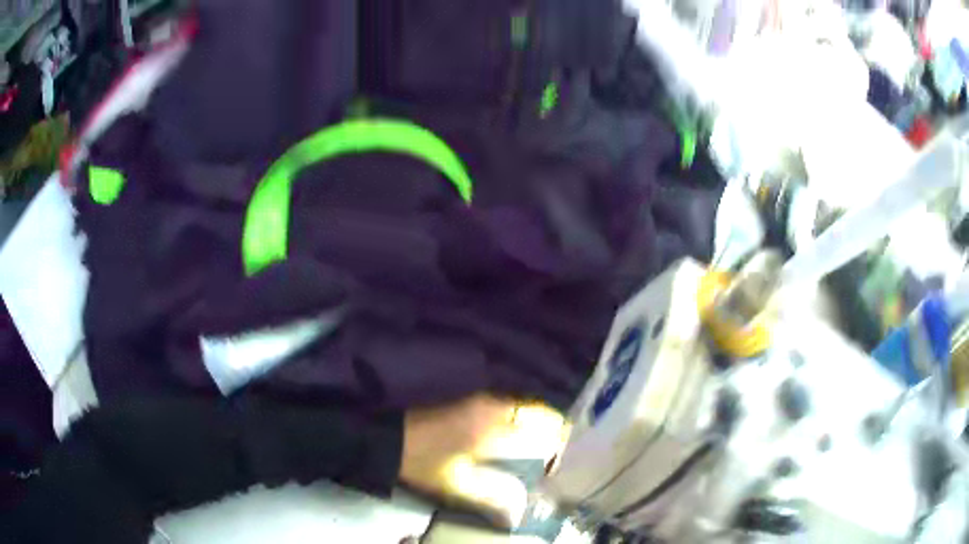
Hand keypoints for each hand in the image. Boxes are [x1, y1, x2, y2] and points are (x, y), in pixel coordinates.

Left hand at [399, 394, 565, 527]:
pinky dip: (517, 422)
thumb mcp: (456, 485)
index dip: (558, 438)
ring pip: (520, 408)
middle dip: (550, 430)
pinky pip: (505, 408)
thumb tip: (517, 515)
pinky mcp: (468, 403)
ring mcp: (478, 401)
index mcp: (492, 424)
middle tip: (553, 454)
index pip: (542, 422)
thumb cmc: (423, 461)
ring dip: (534, 425)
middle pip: (535, 411)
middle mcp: (491, 405)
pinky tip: (514, 441)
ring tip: (539, 449)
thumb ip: (491, 499)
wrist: (387, 439)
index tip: (561, 457)